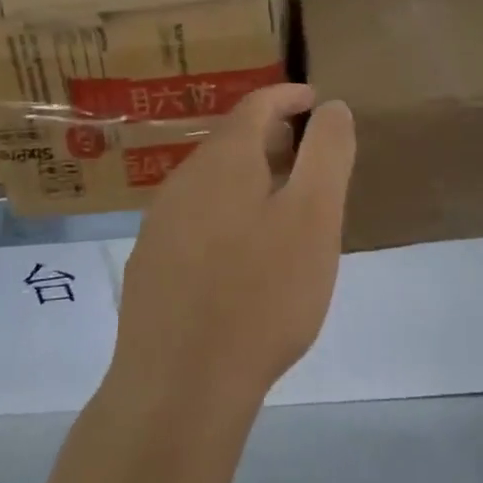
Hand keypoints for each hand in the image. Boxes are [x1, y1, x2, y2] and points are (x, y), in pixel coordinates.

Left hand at [110, 85, 356, 412]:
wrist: (179, 385)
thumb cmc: (261, 294)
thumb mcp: (314, 218)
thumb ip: (327, 155)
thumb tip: (332, 107)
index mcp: (225, 160)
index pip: (256, 105)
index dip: (288, 96)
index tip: (315, 101)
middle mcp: (184, 180)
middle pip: (231, 141)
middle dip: (271, 137)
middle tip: (308, 153)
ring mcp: (161, 223)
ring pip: (211, 181)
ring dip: (248, 176)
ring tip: (282, 201)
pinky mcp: (151, 264)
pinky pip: (195, 218)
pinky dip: (226, 212)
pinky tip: (241, 252)